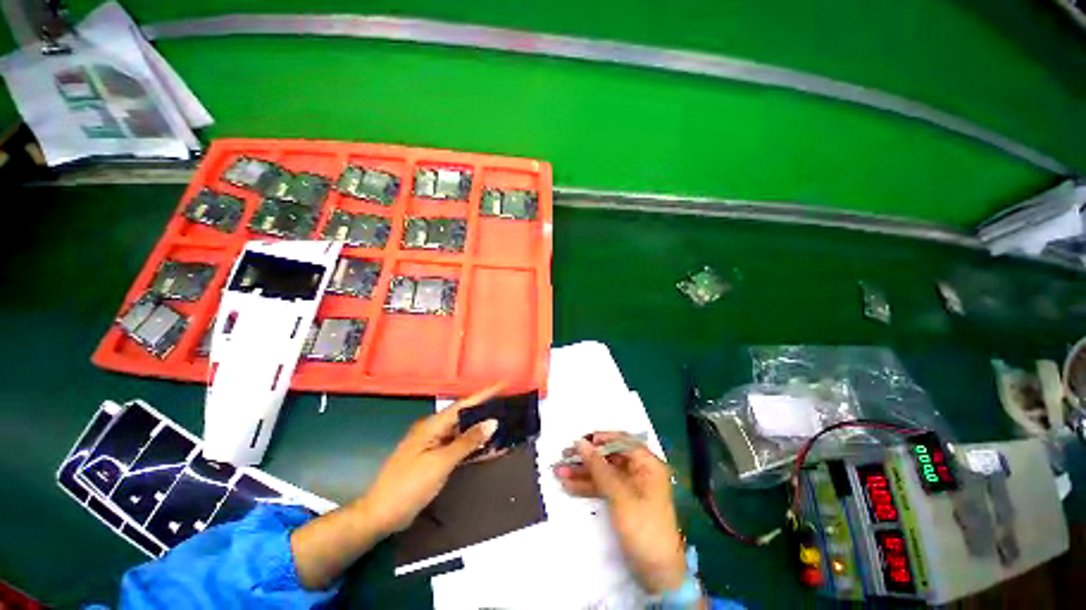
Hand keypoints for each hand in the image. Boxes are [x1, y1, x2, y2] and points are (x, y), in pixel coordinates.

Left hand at [357, 385, 502, 535]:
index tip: (504, 384)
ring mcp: (434, 444)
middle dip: (487, 410)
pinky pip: (459, 447)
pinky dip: (474, 446)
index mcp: (433, 425)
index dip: (485, 393)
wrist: (380, 515)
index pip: (464, 404)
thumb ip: (467, 441)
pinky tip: (490, 447)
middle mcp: (434, 430)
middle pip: (465, 415)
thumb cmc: (408, 486)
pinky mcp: (435, 458)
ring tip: (505, 424)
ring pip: (464, 432)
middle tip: (509, 405)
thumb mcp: (441, 463)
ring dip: (482, 430)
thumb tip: (492, 422)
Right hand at [554, 432, 686, 593]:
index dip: (600, 439)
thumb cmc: (643, 526)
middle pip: (609, 457)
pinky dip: (587, 486)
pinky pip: (602, 487)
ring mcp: (629, 486)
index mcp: (647, 464)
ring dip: (582, 472)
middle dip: (586, 458)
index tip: (580, 441)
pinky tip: (568, 485)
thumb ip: (599, 467)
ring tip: (558, 471)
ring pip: (603, 473)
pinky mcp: (621, 500)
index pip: (622, 442)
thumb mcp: (620, 494)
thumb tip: (580, 443)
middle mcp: (639, 471)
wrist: (656, 572)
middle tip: (564, 456)